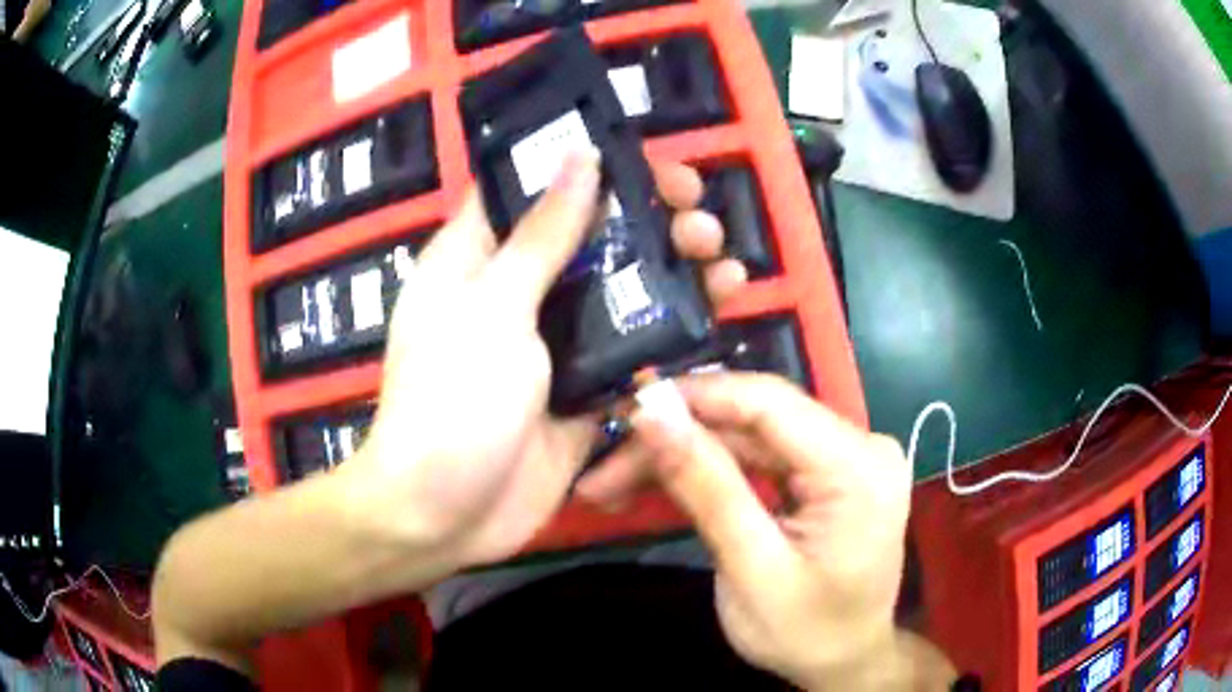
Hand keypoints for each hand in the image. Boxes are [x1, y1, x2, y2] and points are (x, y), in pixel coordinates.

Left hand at [341, 150, 747, 577]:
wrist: (444, 516)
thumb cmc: (451, 403)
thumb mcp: (493, 309)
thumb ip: (542, 236)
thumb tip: (579, 155)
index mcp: (479, 256)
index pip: (535, 188)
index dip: (589, 166)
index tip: (649, 161)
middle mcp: (518, 290)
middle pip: (591, 236)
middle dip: (651, 220)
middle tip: (700, 217)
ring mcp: (554, 343)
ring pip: (621, 291)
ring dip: (675, 273)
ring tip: (724, 265)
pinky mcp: (584, 389)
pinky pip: (634, 350)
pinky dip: (673, 333)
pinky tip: (718, 316)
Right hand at [580, 373, 948, 688]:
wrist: (845, 660)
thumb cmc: (805, 632)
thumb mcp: (751, 571)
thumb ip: (707, 488)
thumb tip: (652, 413)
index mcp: (858, 466)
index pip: (768, 402)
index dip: (693, 397)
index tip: (624, 412)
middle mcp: (860, 445)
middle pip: (753, 420)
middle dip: (676, 439)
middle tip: (604, 470)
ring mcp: (847, 456)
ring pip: (749, 435)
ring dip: (685, 454)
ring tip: (616, 480)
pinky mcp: (828, 471)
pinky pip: (761, 454)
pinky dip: (711, 468)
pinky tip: (665, 479)